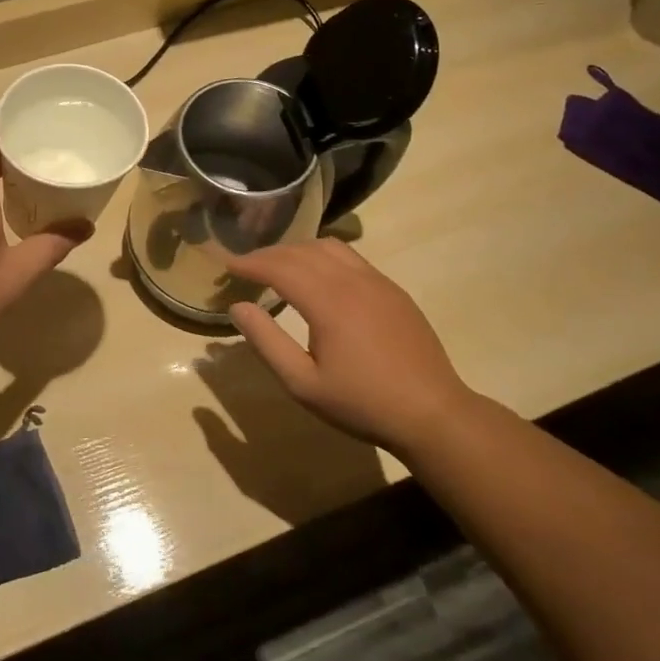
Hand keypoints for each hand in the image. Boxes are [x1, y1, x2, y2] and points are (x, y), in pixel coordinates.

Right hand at [224, 239, 473, 455]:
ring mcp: (378, 282)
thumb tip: (238, 307)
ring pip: (329, 247)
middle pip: (302, 251)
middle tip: (246, 267)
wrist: (432, 413)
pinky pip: (352, 258)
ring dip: (298, 250)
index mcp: (328, 302)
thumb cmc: (362, 403)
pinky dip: (324, 256)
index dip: (250, 262)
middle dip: (269, 254)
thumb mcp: (303, 383)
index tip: (227, 264)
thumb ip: (267, 341)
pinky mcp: (393, 290)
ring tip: (279, 266)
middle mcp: (352, 281)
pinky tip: (319, 276)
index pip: (279, 267)